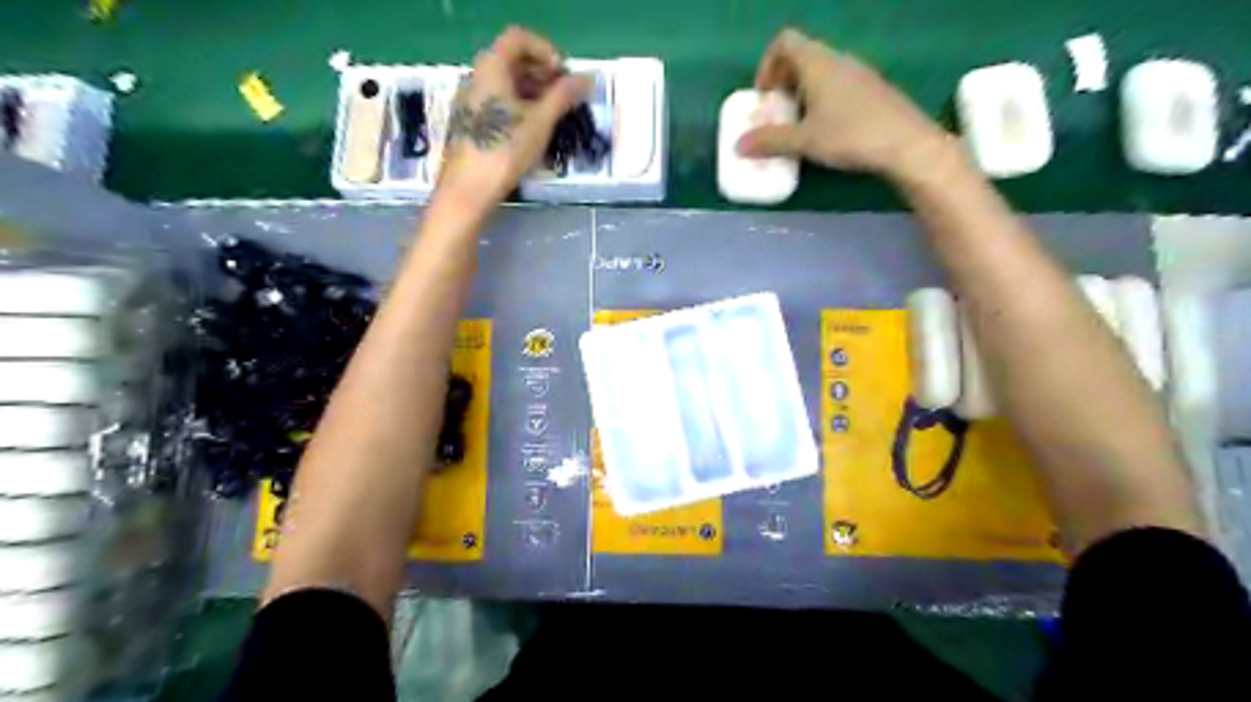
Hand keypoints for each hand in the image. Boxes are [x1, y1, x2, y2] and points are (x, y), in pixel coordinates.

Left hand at [435, 26, 591, 209]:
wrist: (468, 190)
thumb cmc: (504, 150)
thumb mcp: (541, 122)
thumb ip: (564, 97)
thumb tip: (586, 79)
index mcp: (491, 67)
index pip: (519, 39)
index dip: (546, 51)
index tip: (565, 76)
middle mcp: (477, 77)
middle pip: (512, 61)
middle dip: (543, 74)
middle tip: (566, 98)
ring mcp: (471, 101)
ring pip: (506, 85)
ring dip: (534, 94)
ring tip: (556, 117)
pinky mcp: (471, 124)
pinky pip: (498, 104)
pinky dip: (520, 108)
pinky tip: (535, 133)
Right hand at [734, 31, 953, 183]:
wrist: (906, 145)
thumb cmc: (850, 135)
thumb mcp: (804, 141)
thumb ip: (770, 141)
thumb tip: (738, 146)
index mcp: (818, 62)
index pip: (784, 42)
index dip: (767, 65)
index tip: (764, 96)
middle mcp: (839, 59)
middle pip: (802, 57)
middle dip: (783, 83)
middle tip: (777, 114)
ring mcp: (859, 73)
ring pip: (821, 73)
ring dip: (803, 94)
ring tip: (799, 126)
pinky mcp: (873, 90)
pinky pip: (839, 85)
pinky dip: (823, 101)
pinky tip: (827, 131)